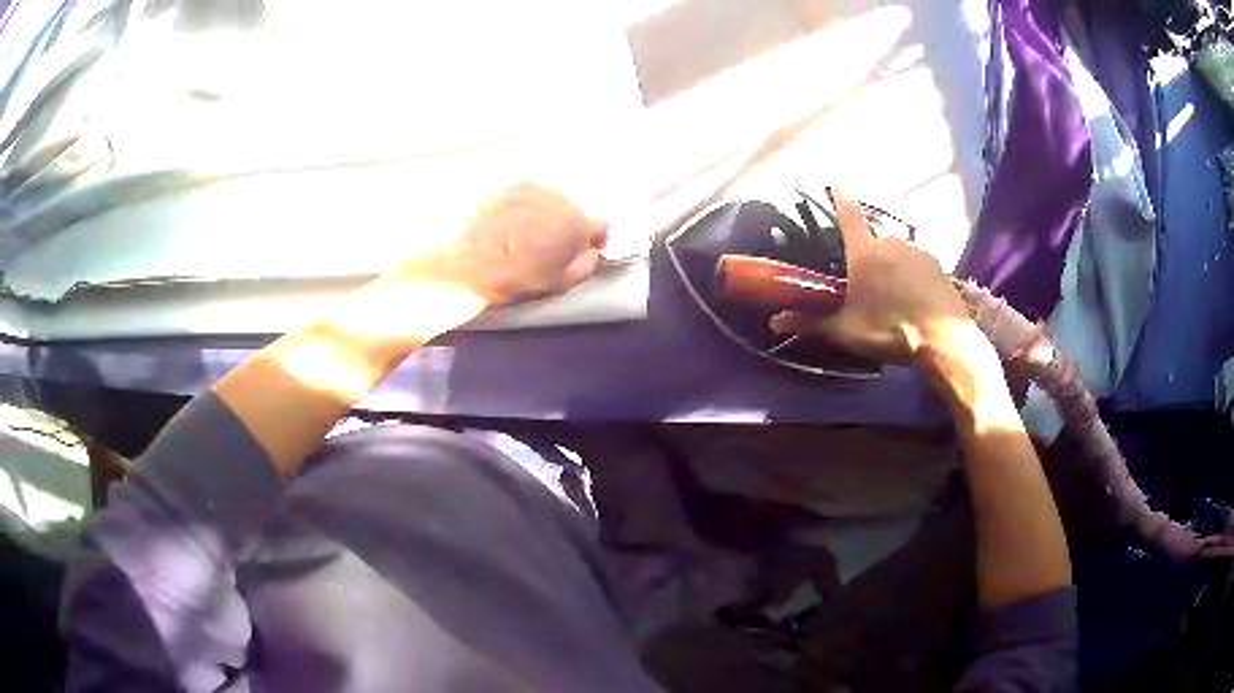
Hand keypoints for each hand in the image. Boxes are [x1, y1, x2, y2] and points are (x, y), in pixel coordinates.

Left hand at [408, 181, 609, 305]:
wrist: (456, 250)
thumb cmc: (507, 274)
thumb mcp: (553, 283)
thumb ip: (582, 267)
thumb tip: (592, 253)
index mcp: (577, 225)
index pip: (602, 225)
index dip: (592, 238)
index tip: (581, 248)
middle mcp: (560, 197)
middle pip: (573, 210)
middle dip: (562, 224)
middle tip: (541, 243)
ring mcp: (531, 185)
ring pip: (547, 199)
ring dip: (540, 211)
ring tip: (516, 230)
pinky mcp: (504, 181)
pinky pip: (522, 192)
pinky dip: (517, 203)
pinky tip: (499, 218)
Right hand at [769, 189, 972, 365]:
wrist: (943, 340)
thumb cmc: (889, 329)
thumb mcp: (846, 330)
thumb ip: (812, 323)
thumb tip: (774, 322)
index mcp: (864, 253)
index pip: (848, 216)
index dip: (840, 199)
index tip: (835, 184)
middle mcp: (890, 242)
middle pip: (873, 240)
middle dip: (866, 254)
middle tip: (864, 279)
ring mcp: (917, 251)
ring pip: (896, 253)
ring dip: (890, 266)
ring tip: (891, 294)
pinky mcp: (937, 265)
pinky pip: (916, 264)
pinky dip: (910, 275)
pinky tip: (912, 297)